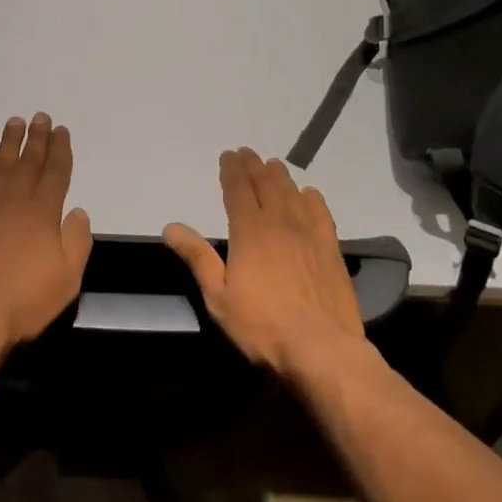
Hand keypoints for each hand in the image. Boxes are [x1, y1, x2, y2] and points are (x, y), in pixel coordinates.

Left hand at [0, 113, 92, 356]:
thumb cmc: (24, 302)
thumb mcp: (67, 279)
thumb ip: (76, 242)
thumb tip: (78, 212)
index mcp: (43, 212)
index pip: (56, 172)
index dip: (60, 150)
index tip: (62, 130)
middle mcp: (14, 200)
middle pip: (28, 161)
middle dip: (37, 138)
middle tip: (41, 116)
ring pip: (1, 164)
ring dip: (10, 141)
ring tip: (15, 122)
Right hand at [164, 147, 363, 378]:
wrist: (321, 347)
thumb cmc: (261, 325)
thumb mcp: (218, 295)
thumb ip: (197, 257)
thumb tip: (170, 227)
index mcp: (249, 231)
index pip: (238, 190)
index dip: (232, 171)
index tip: (228, 155)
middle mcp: (280, 224)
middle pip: (266, 185)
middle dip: (254, 167)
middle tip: (248, 153)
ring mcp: (309, 235)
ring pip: (292, 195)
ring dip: (281, 177)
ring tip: (274, 165)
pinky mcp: (331, 250)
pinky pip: (321, 214)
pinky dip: (313, 200)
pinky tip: (309, 194)